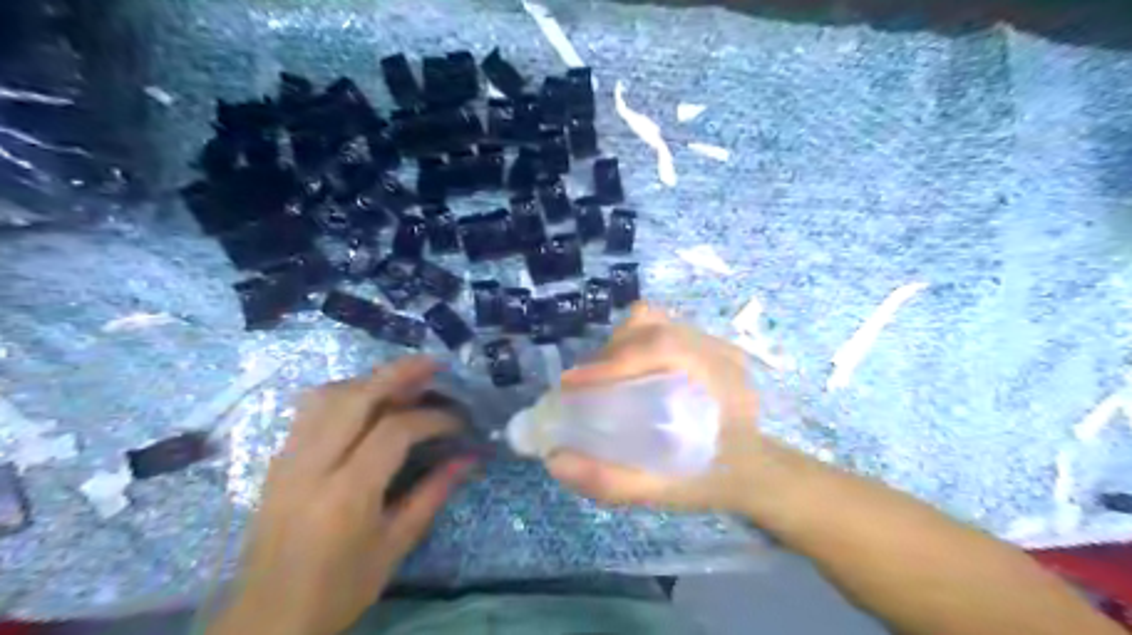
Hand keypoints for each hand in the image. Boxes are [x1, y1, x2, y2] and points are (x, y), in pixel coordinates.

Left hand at [208, 358, 472, 633]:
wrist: (267, 619)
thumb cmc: (339, 589)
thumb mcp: (396, 545)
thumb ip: (433, 493)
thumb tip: (470, 457)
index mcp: (346, 494)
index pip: (394, 431)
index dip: (433, 417)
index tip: (458, 420)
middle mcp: (312, 466)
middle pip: (356, 397)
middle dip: (399, 373)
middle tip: (434, 364)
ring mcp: (288, 459)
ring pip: (328, 395)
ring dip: (370, 378)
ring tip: (403, 378)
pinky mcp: (277, 461)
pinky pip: (310, 410)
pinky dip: (343, 392)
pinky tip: (365, 398)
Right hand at [547, 303, 789, 515]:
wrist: (758, 470)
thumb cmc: (718, 480)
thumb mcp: (669, 492)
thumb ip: (615, 482)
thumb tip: (555, 462)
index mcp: (721, 382)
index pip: (665, 348)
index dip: (615, 359)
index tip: (573, 384)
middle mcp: (718, 352)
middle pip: (653, 328)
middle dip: (609, 355)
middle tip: (584, 389)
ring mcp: (712, 342)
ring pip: (653, 322)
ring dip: (619, 346)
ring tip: (603, 380)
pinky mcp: (703, 344)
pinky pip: (659, 328)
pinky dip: (632, 343)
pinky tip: (627, 372)